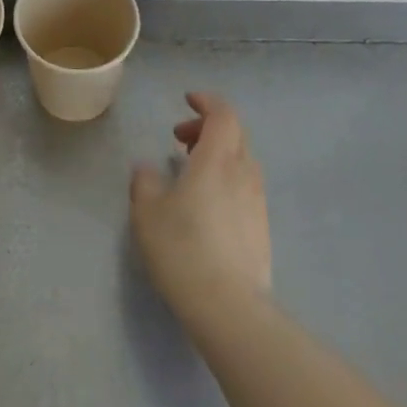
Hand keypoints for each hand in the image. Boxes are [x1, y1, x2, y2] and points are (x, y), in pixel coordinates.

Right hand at [129, 92, 271, 331]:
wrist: (228, 305)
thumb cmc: (181, 248)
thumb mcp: (147, 211)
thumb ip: (145, 181)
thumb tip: (147, 169)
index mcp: (217, 159)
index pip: (223, 114)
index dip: (206, 102)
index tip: (187, 101)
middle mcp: (243, 173)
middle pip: (235, 134)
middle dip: (208, 128)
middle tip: (179, 140)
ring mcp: (257, 201)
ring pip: (242, 161)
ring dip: (219, 154)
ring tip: (191, 171)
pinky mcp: (262, 228)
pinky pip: (246, 187)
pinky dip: (227, 179)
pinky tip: (207, 204)